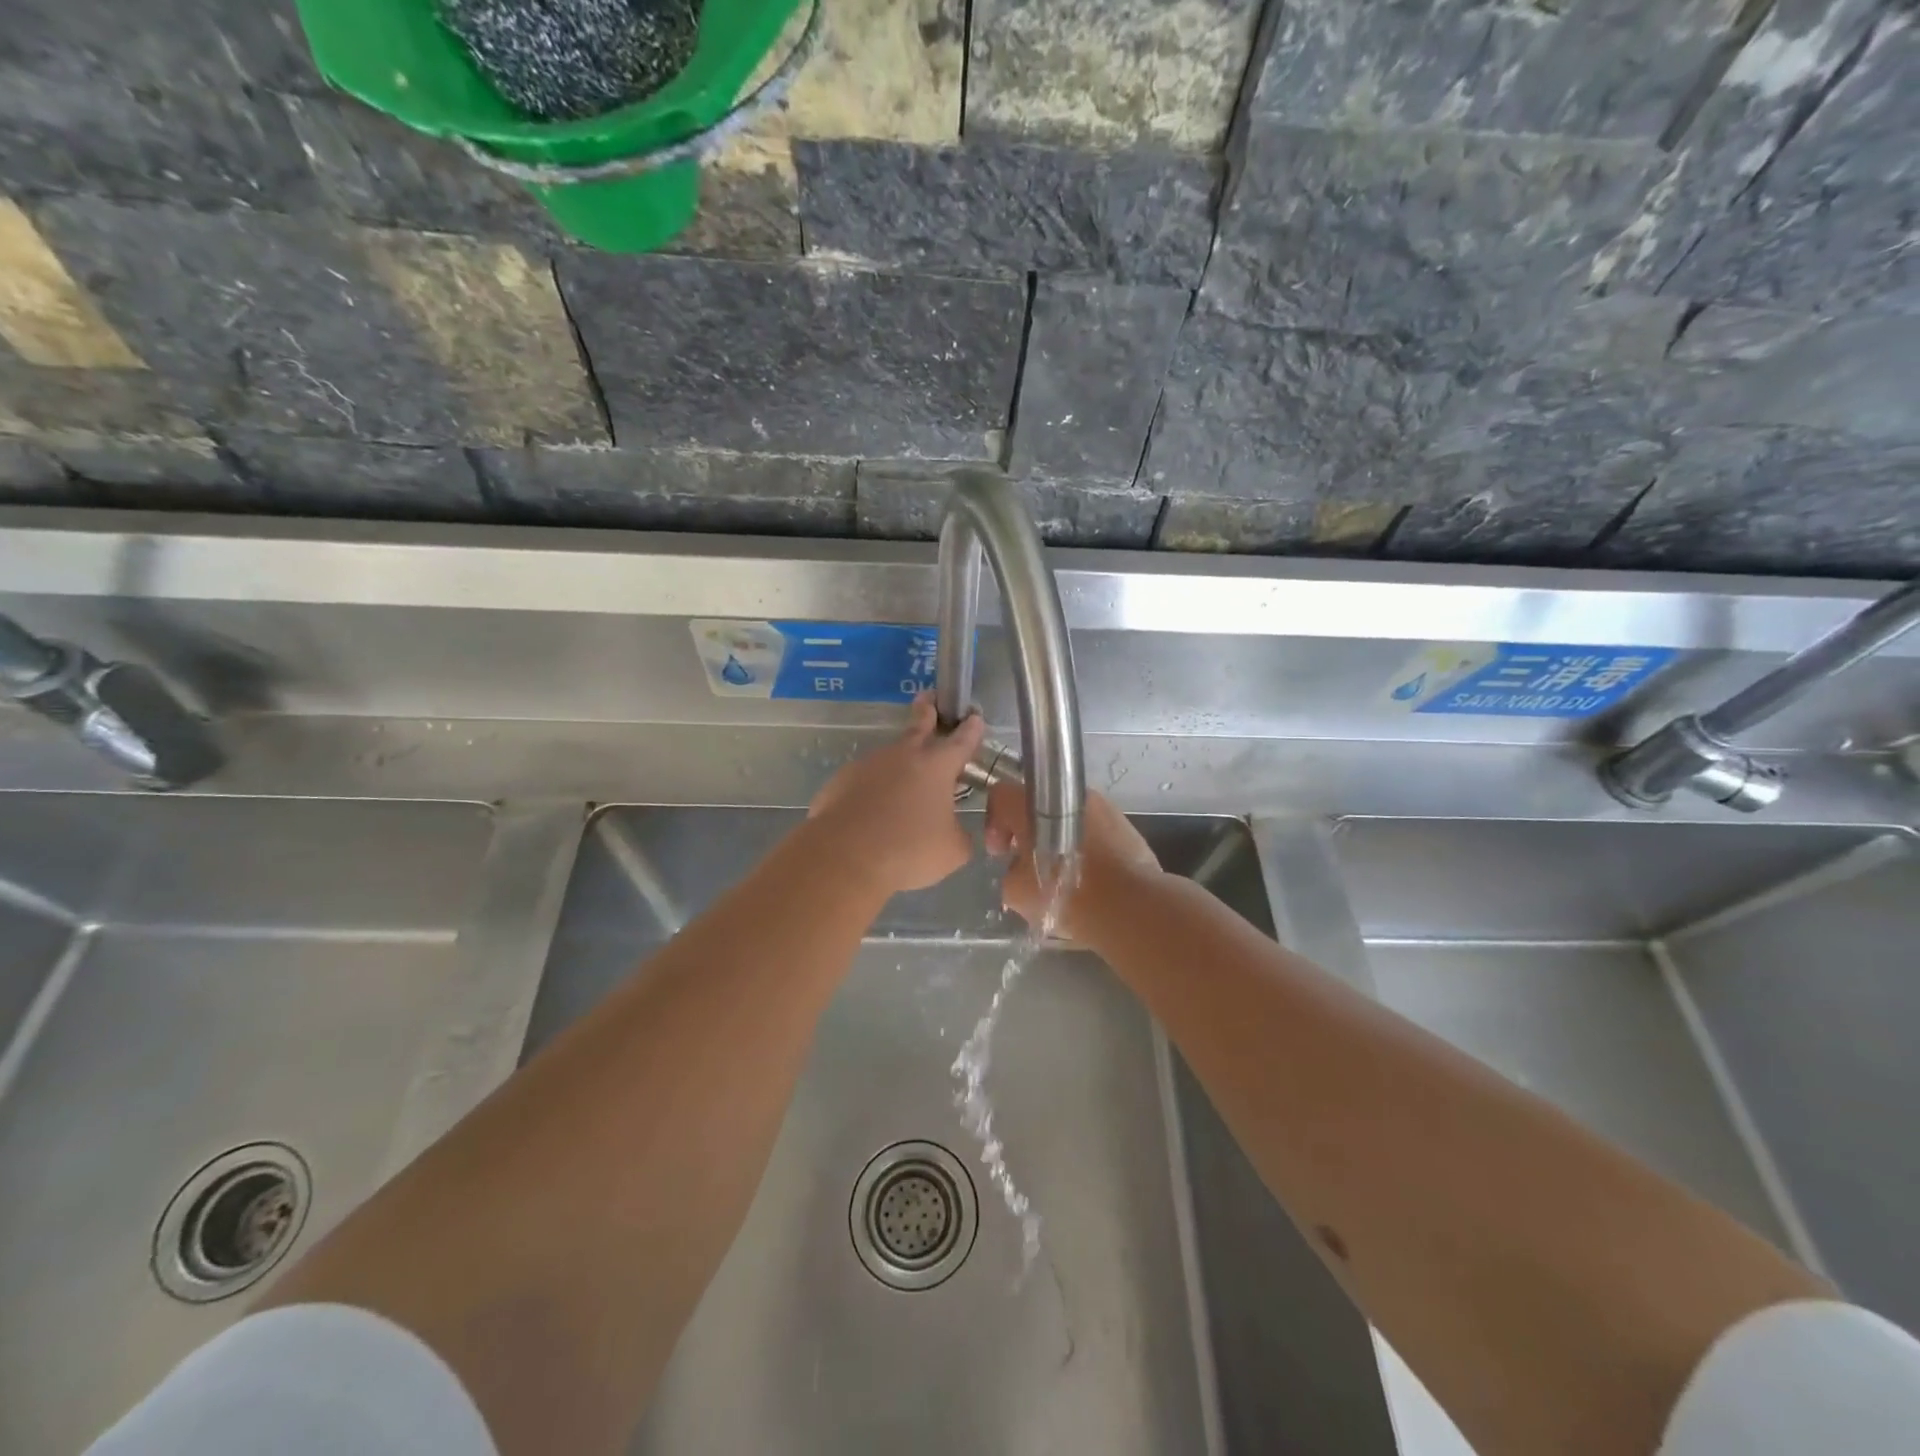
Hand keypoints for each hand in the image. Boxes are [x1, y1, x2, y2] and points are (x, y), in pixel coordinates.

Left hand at [808, 693, 986, 897]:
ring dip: (898, 766)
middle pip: (918, 725)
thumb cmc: (908, 850)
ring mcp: (867, 765)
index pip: (961, 740)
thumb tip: (952, 831)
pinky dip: (871, 792)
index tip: (974, 716)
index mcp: (937, 766)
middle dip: (927, 711)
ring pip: (889, 758)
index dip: (971, 728)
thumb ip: (958, 834)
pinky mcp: (840, 781)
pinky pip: (863, 783)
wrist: (844, 857)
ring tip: (901, 791)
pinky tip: (871, 814)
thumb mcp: (952, 851)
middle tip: (929, 698)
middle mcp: (902, 756)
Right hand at [985, 782, 1159, 940]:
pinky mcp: (1125, 824)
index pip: (1001, 795)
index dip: (994, 823)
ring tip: (1062, 873)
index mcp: (1034, 803)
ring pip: (1068, 817)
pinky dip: (1086, 847)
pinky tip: (1088, 877)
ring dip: (1059, 839)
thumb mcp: (1018, 892)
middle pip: (1038, 805)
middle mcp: (1067, 795)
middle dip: (1029, 832)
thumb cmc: (1065, 894)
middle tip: (1029, 863)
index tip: (1001, 852)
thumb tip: (1020, 868)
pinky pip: (1094, 830)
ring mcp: (1101, 806)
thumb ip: (1010, 872)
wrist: (1130, 905)